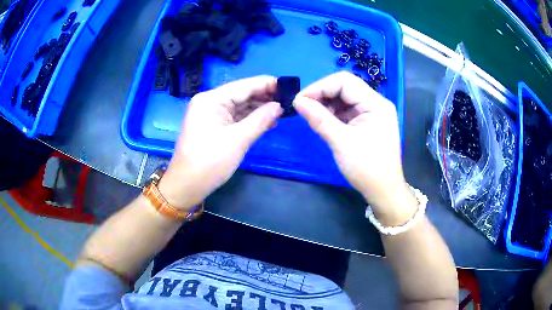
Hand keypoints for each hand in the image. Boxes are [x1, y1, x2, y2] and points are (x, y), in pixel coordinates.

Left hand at [159, 76, 282, 210]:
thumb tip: (280, 106)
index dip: (267, 84)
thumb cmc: (210, 162)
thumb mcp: (238, 140)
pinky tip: (267, 121)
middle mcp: (209, 102)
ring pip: (239, 106)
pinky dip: (249, 119)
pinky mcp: (212, 125)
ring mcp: (210, 114)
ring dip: (259, 109)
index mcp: (211, 100)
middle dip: (264, 97)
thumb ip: (260, 119)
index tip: (289, 86)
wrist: (187, 185)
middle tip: (289, 101)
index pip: (244, 86)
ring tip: (282, 111)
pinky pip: (234, 117)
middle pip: (241, 94)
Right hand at [294, 72, 412, 216]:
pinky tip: (324, 121)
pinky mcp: (368, 122)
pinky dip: (333, 113)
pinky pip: (348, 110)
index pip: (345, 82)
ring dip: (327, 104)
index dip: (320, 87)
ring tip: (312, 116)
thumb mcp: (341, 143)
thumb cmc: (367, 168)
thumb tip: (297, 101)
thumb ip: (319, 119)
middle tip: (303, 107)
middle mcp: (376, 103)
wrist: (383, 191)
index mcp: (376, 104)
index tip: (300, 100)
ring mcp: (373, 112)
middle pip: (345, 87)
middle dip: (322, 94)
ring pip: (345, 98)